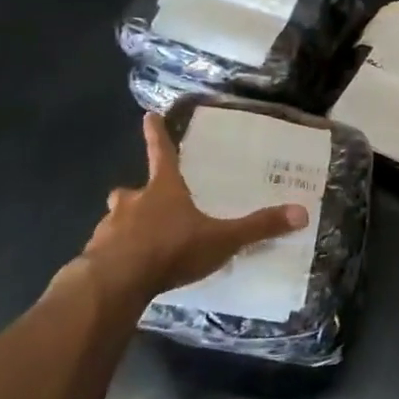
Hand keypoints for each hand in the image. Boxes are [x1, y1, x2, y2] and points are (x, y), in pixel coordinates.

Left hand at [82, 113, 307, 299]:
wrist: (116, 282)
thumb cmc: (171, 249)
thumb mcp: (221, 239)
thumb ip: (258, 227)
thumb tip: (302, 212)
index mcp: (163, 190)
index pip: (161, 154)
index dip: (157, 135)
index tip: (148, 115)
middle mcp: (133, 203)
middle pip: (131, 191)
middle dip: (137, 195)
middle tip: (145, 203)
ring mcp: (109, 229)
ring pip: (116, 221)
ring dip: (126, 227)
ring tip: (142, 244)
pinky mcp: (96, 257)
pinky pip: (107, 251)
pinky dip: (116, 256)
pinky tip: (130, 272)